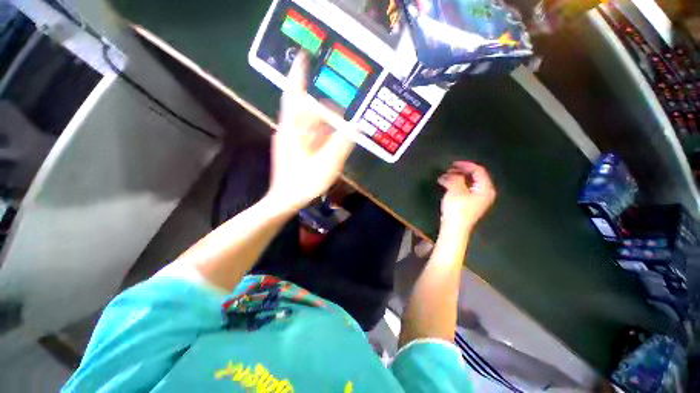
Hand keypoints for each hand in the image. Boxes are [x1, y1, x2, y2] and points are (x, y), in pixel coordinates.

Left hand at [267, 53, 354, 210]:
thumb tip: (358, 126)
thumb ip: (343, 144)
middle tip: (340, 102)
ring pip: (306, 122)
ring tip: (338, 118)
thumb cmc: (304, 183)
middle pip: (304, 108)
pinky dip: (319, 131)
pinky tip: (329, 135)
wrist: (285, 200)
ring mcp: (289, 140)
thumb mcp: (328, 164)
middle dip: (321, 103)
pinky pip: (306, 133)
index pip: (294, 95)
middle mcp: (288, 130)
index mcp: (293, 129)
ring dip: (322, 119)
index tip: (304, 55)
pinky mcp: (291, 148)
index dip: (299, 75)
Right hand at [438, 161, 495, 231]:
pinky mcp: (469, 204)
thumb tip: (453, 173)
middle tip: (448, 170)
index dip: (466, 165)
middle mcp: (484, 193)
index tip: (453, 163)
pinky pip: (464, 190)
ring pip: (468, 183)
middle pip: (474, 177)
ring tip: (444, 177)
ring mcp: (477, 199)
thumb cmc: (457, 208)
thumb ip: (456, 178)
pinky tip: (446, 185)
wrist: (454, 228)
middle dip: (460, 172)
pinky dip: (455, 185)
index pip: (479, 171)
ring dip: (456, 178)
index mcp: (485, 189)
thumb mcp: (456, 189)